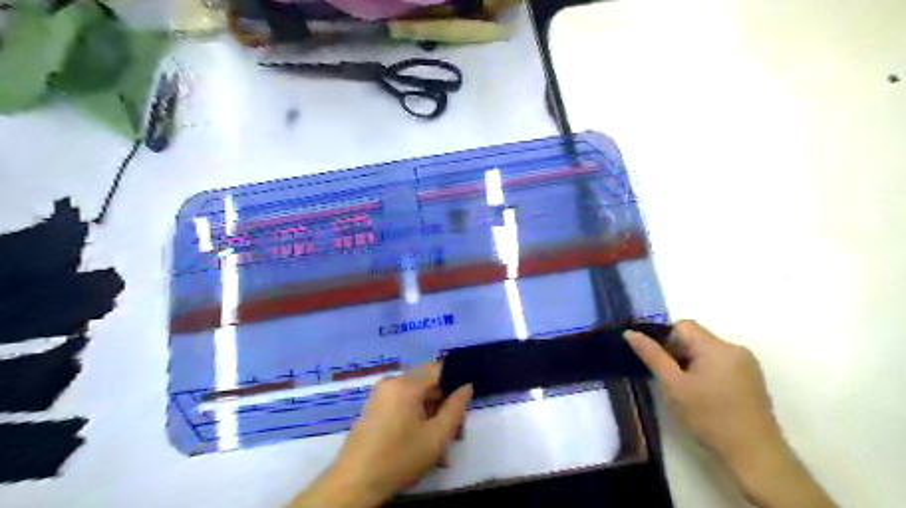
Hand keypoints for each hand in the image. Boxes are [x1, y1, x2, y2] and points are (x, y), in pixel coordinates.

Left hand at [290, 360, 474, 507]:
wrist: (353, 484)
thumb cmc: (399, 459)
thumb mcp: (436, 437)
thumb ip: (456, 408)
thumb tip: (466, 387)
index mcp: (406, 385)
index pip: (439, 369)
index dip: (456, 381)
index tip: (466, 401)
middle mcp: (392, 382)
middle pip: (427, 380)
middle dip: (444, 399)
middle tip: (455, 426)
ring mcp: (380, 394)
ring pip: (415, 392)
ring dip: (431, 410)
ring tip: (439, 438)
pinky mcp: (373, 407)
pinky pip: (402, 401)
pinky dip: (415, 413)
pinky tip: (421, 438)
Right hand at [628, 320, 781, 465]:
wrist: (754, 455)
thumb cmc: (708, 417)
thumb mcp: (673, 386)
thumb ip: (652, 355)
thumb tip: (630, 332)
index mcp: (717, 347)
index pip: (682, 326)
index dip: (665, 340)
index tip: (661, 364)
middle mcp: (735, 348)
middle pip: (695, 337)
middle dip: (678, 353)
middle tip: (671, 380)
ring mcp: (747, 364)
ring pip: (706, 351)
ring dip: (691, 363)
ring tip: (687, 390)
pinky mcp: (751, 379)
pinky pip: (720, 362)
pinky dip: (706, 371)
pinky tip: (705, 395)